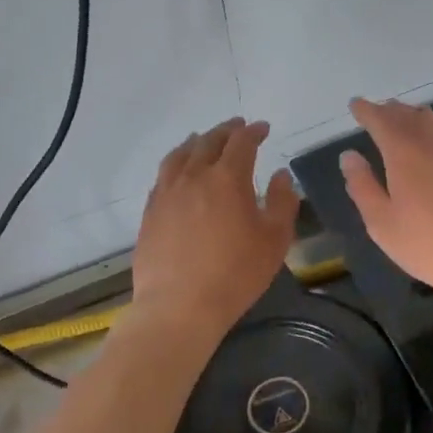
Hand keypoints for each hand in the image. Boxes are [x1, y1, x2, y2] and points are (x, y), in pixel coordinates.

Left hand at [131, 118, 298, 340]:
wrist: (180, 305)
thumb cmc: (236, 273)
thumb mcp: (275, 239)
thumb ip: (283, 202)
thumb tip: (280, 175)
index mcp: (227, 178)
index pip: (242, 143)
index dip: (254, 132)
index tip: (263, 129)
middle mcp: (194, 177)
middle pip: (208, 142)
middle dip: (225, 131)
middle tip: (237, 127)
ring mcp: (167, 193)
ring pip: (180, 155)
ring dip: (196, 142)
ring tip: (203, 139)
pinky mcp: (150, 212)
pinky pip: (163, 176)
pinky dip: (175, 163)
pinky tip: (178, 172)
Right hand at [338, 97, 432, 308]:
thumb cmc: (432, 247)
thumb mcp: (383, 225)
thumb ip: (362, 186)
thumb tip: (349, 156)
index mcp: (405, 151)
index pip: (381, 119)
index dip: (366, 110)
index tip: (355, 105)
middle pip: (409, 114)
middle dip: (390, 111)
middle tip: (377, 113)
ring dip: (415, 116)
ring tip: (405, 122)